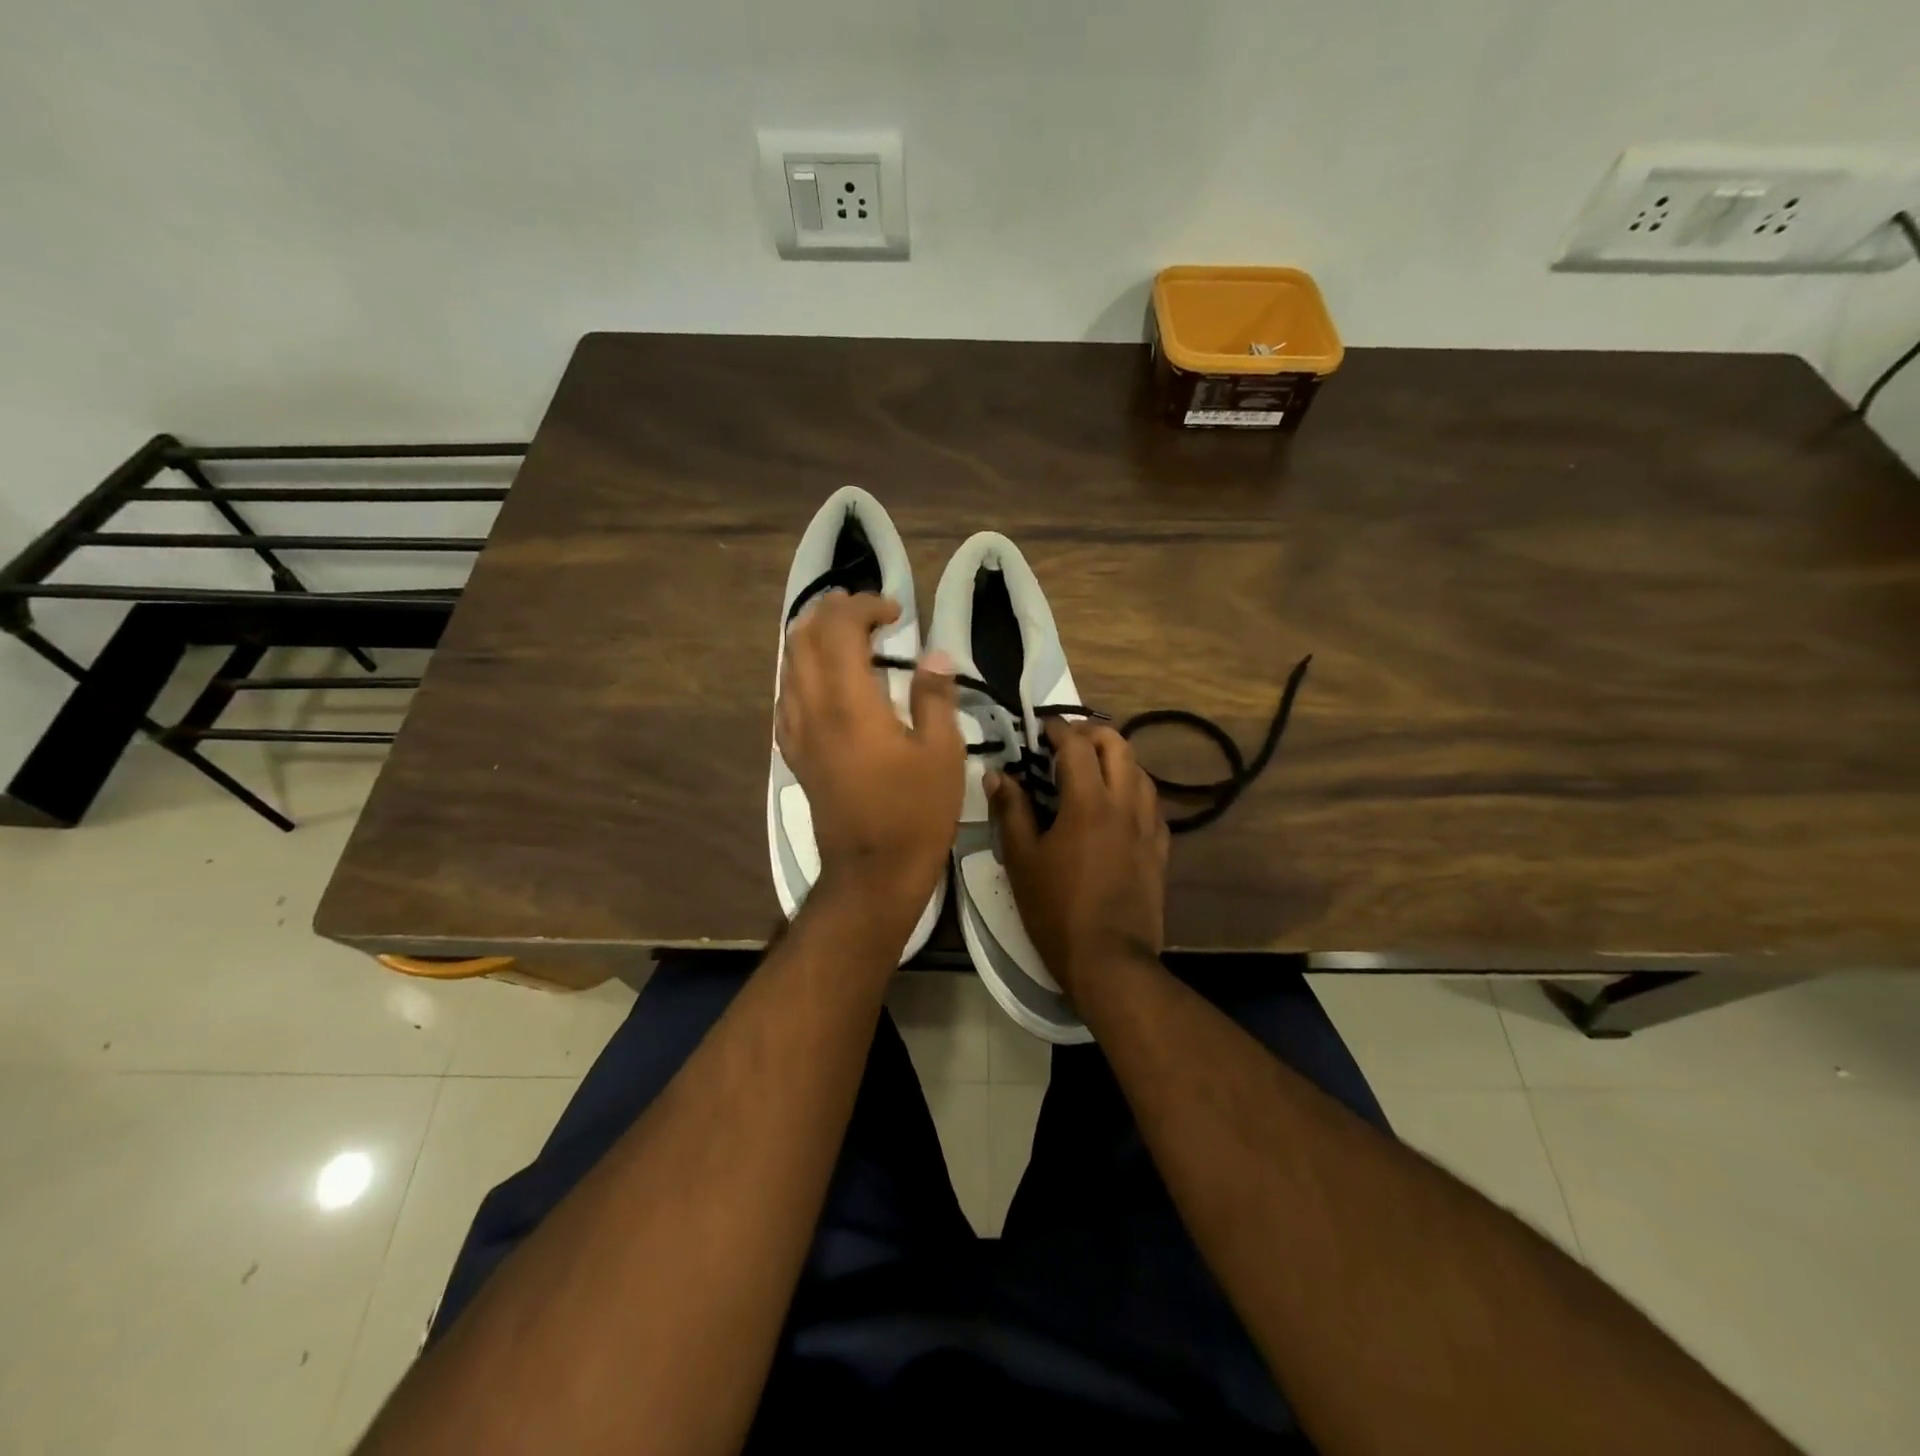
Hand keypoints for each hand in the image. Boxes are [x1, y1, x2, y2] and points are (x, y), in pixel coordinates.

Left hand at [777, 591, 964, 921]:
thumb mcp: (942, 753)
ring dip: (811, 637)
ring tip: (843, 633)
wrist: (873, 872)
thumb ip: (935, 697)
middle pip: (803, 638)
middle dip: (830, 612)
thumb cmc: (915, 813)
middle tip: (864, 610)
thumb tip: (934, 656)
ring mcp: (797, 733)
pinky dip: (802, 671)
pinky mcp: (795, 754)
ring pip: (788, 665)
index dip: (864, 606)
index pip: (840, 629)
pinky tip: (824, 681)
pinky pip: (787, 696)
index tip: (896, 611)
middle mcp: (813, 709)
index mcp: (850, 704)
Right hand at [989, 720, 1169, 998]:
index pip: (1076, 746)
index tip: (1042, 726)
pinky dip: (1134, 789)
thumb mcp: (1022, 860)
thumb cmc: (1057, 910)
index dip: (1058, 729)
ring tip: (1093, 767)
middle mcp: (1124, 804)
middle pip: (1118, 746)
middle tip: (1067, 740)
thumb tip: (996, 774)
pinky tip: (1120, 804)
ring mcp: (1148, 826)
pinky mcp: (1160, 849)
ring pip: (1141, 771)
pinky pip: (1152, 804)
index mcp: (1088, 803)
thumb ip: (1011, 811)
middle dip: (1092, 733)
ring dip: (1117, 758)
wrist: (1110, 960)